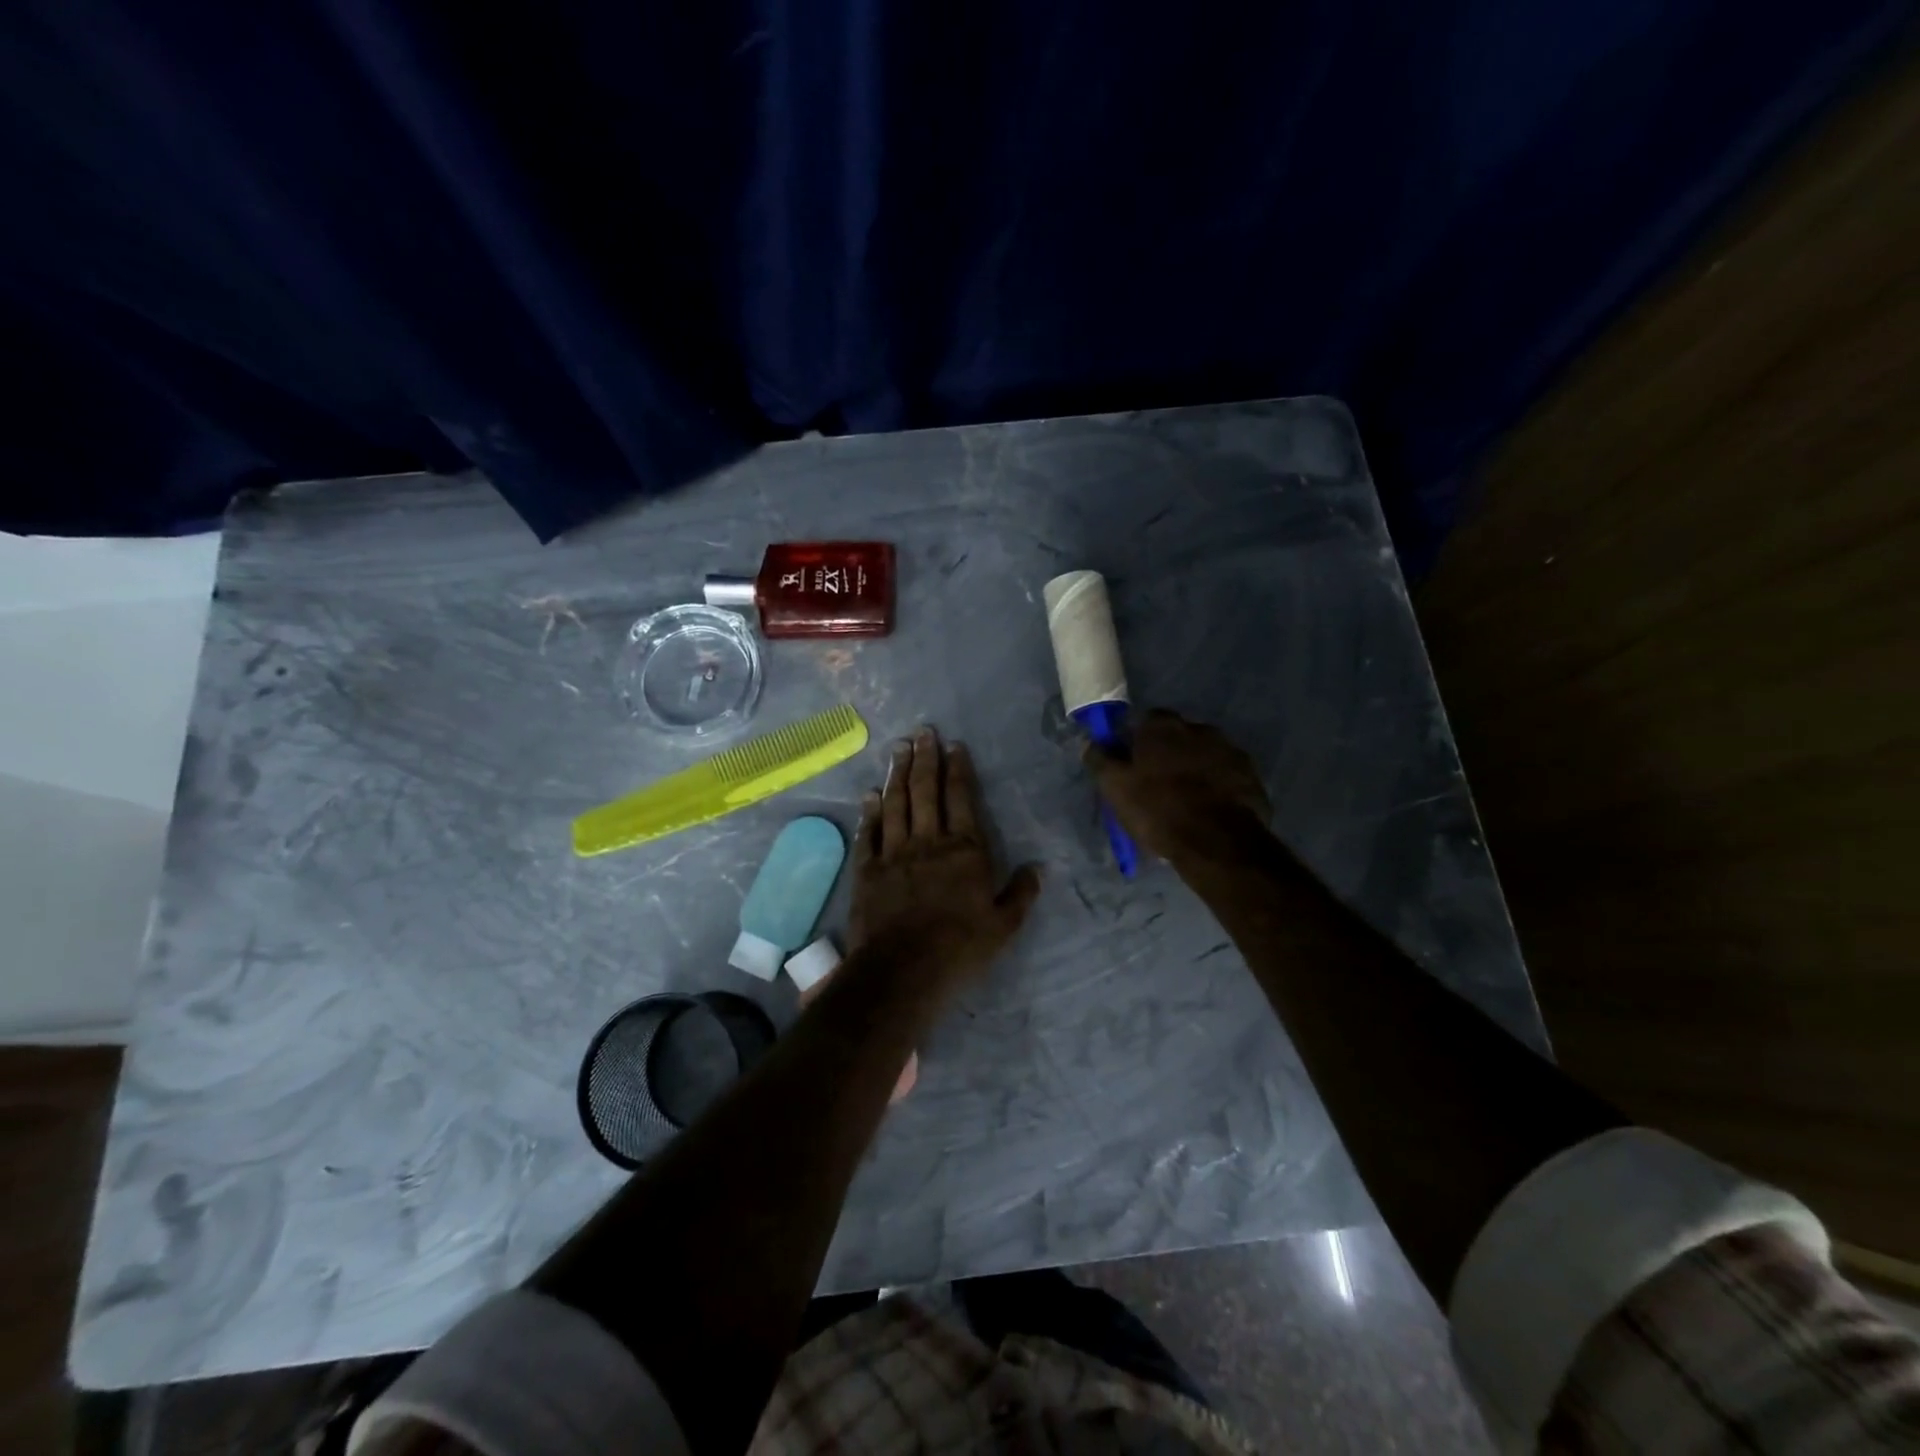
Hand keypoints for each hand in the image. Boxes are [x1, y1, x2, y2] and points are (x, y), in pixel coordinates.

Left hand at [850, 727, 1041, 986]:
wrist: (902, 969)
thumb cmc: (960, 948)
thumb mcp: (1004, 926)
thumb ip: (1021, 893)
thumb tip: (1038, 868)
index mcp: (964, 849)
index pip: (961, 797)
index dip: (957, 769)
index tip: (953, 745)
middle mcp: (928, 841)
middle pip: (925, 791)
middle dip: (924, 758)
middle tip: (922, 732)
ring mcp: (894, 853)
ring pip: (895, 804)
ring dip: (897, 774)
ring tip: (898, 749)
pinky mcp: (868, 869)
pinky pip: (868, 833)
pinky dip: (869, 812)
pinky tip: (869, 794)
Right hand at [1086, 709, 1270, 860]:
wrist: (1217, 843)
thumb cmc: (1158, 810)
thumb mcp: (1115, 789)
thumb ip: (1100, 760)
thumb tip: (1090, 742)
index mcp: (1162, 727)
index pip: (1146, 720)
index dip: (1138, 740)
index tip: (1132, 762)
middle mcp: (1199, 728)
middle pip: (1178, 735)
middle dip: (1168, 752)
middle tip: (1158, 782)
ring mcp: (1229, 750)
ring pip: (1204, 753)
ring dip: (1195, 767)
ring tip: (1186, 798)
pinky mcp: (1251, 775)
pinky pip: (1226, 774)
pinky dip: (1217, 784)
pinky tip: (1209, 808)